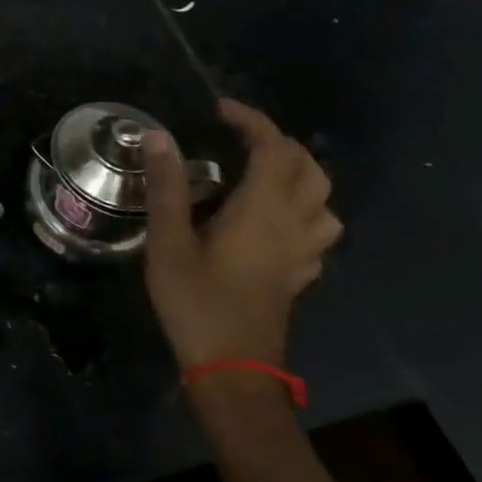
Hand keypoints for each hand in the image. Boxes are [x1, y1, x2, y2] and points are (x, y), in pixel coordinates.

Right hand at [141, 98, 341, 369]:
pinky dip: (301, 211)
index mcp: (264, 210)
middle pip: (308, 168)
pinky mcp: (298, 276)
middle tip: (236, 138)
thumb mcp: (169, 242)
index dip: (252, 121)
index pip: (274, 148)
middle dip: (276, 142)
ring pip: (323, 201)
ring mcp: (301, 253)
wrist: (233, 371)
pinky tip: (273, 222)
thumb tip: (159, 135)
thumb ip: (167, 187)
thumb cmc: (197, 303)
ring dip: (298, 176)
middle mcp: (293, 225)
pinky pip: (317, 232)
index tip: (219, 110)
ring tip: (260, 174)